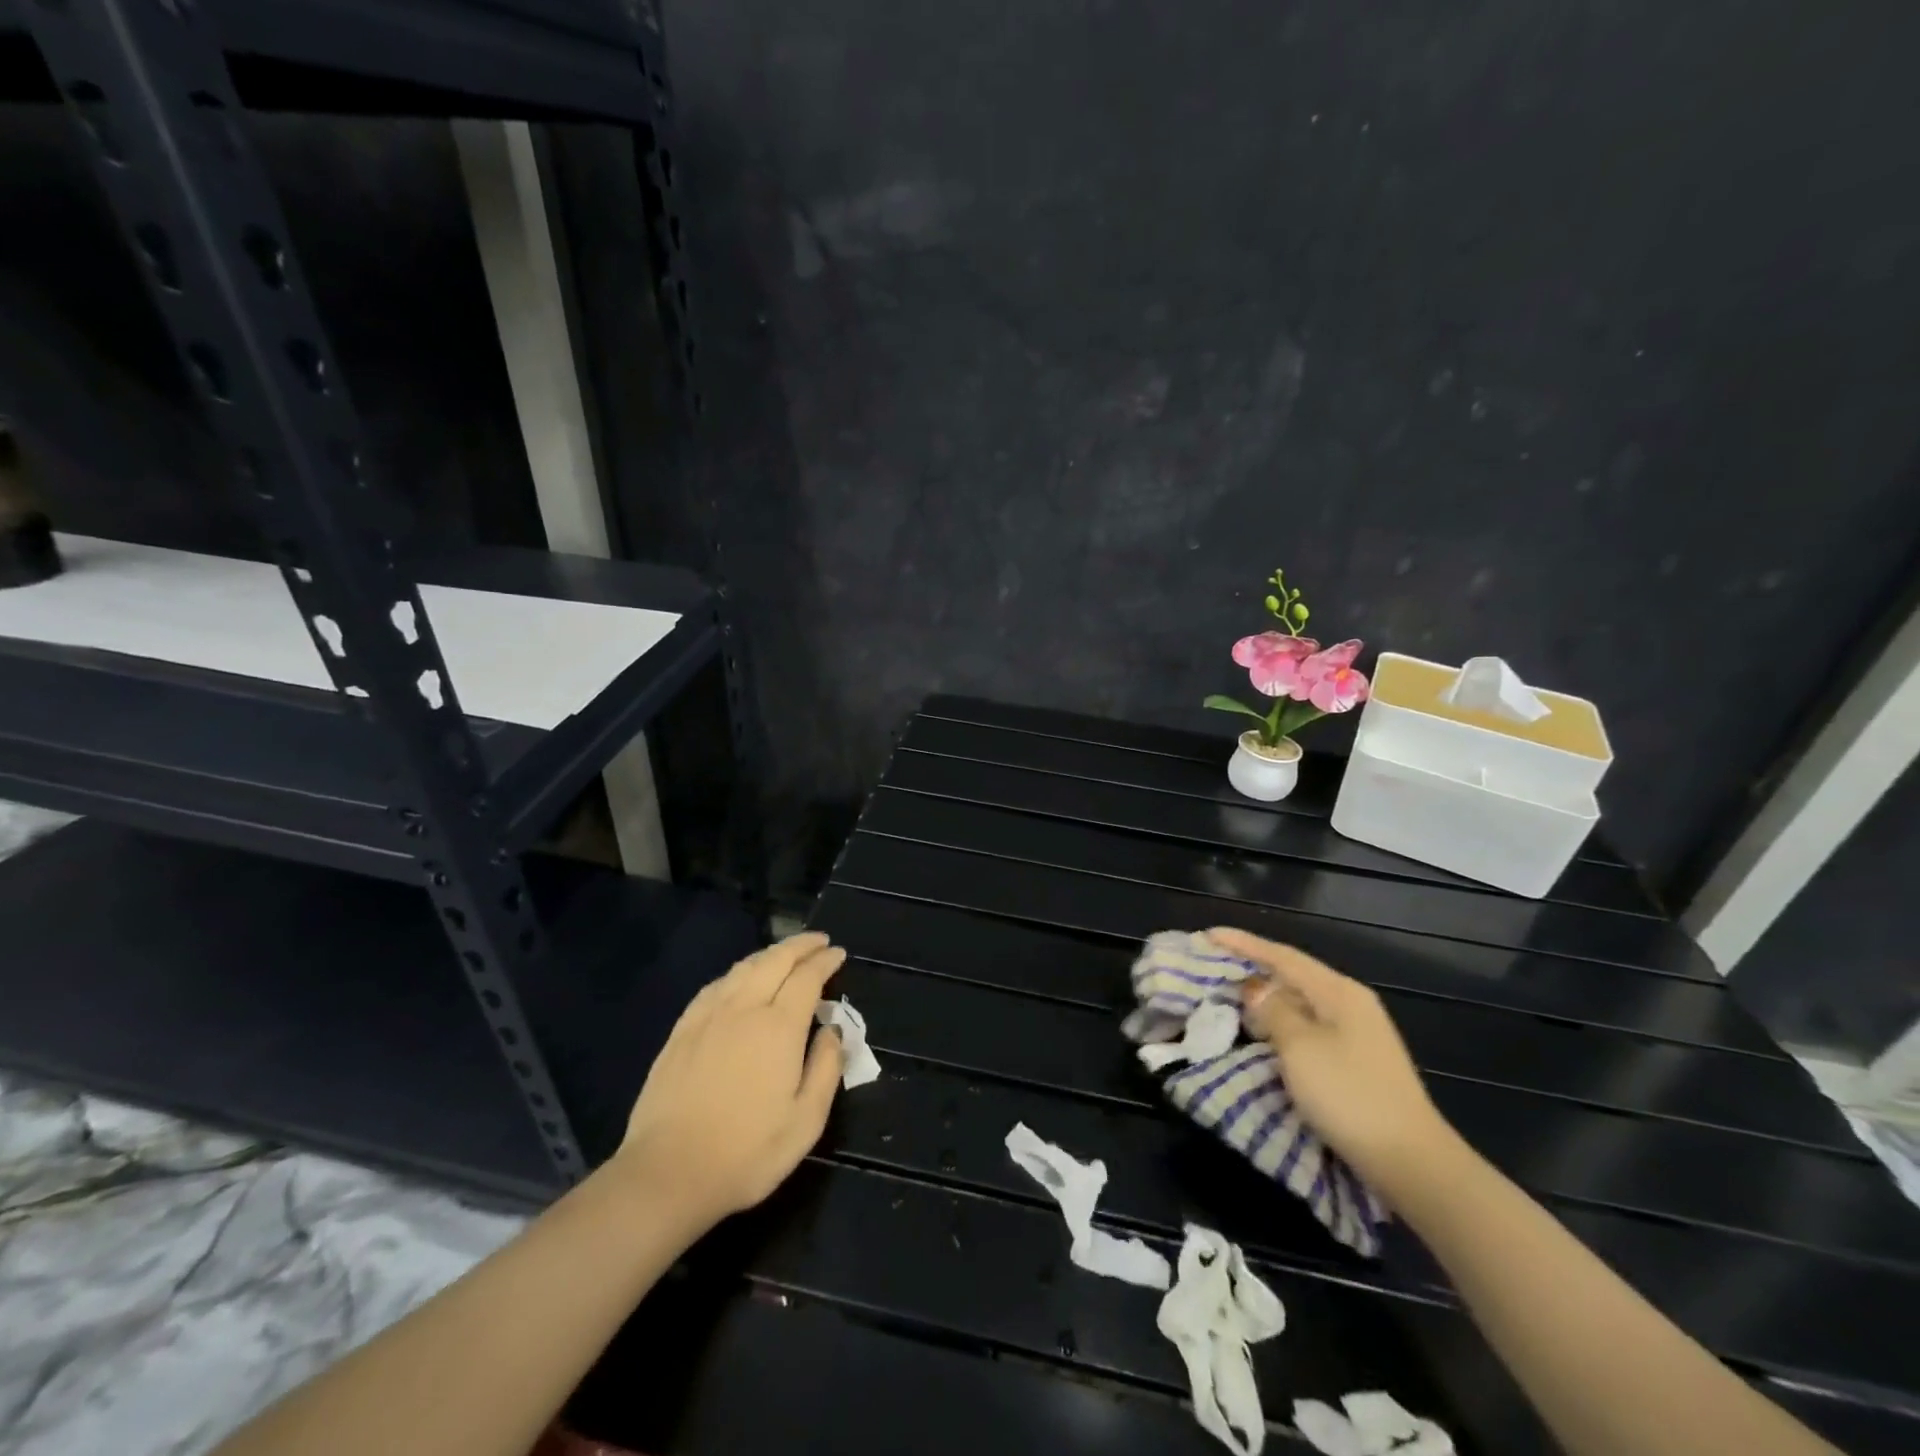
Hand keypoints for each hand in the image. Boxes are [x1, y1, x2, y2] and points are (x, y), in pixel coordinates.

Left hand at [614, 932, 845, 1232]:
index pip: (807, 977)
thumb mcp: (806, 1121)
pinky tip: (740, 979)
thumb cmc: (747, 1152)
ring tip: (786, 954)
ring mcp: (708, 1016)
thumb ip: (826, 1067)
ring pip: (744, 968)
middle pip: (775, 960)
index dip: (825, 961)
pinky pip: (716, 985)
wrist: (667, 1173)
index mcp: (779, 1026)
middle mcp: (744, 1008)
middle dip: (800, 945)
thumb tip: (833, 1029)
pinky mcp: (682, 1030)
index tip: (838, 953)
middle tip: (819, 941)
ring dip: (770, 954)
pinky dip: (738, 972)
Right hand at [1210, 927, 1457, 1203]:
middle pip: (1293, 975)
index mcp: (1339, 992)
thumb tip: (1255, 988)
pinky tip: (1261, 1032)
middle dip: (1253, 968)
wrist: (1411, 1163)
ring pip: (1299, 1004)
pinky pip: (1306, 1028)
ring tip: (1229, 997)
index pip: (1283, 956)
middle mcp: (1350, 1005)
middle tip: (1213, 966)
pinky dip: (1279, 1024)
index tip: (1208, 935)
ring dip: (1265, 999)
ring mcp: (1356, 1035)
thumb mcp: (1300, 1047)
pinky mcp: (1354, 1063)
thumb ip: (1273, 1010)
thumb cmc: (1350, 1095)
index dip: (1244, 943)